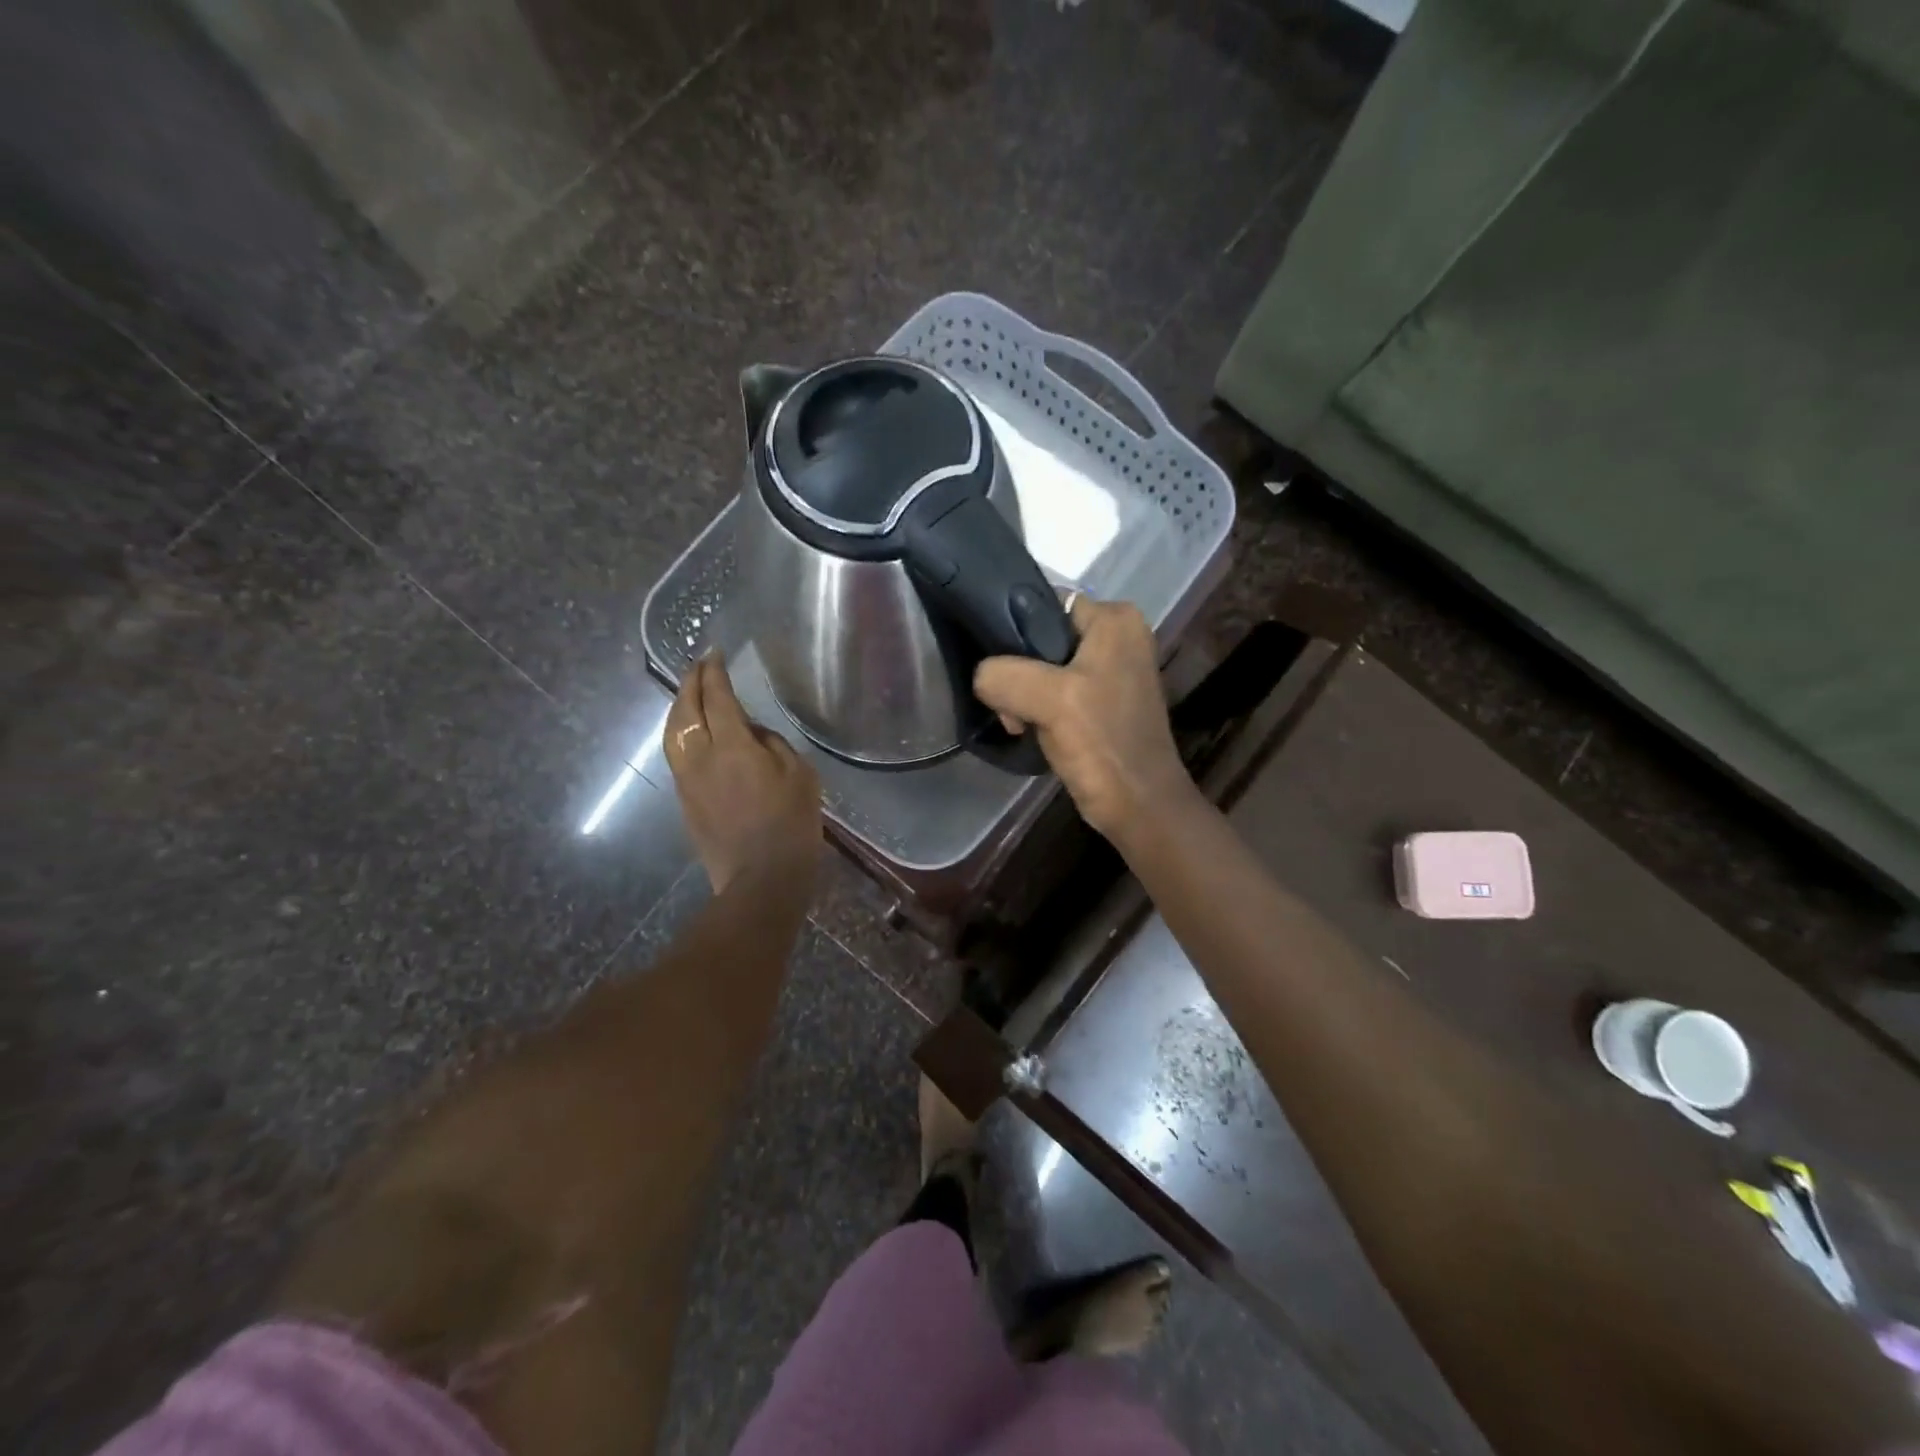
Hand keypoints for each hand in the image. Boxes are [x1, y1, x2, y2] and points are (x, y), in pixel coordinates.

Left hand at [663, 653, 822, 893]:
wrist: (761, 878)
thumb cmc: (791, 825)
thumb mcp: (800, 776)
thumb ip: (774, 744)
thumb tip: (753, 733)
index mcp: (733, 747)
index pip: (717, 698)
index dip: (714, 673)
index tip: (714, 654)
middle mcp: (701, 757)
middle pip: (685, 710)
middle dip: (690, 683)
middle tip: (697, 666)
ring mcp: (687, 780)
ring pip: (672, 732)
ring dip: (678, 707)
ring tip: (688, 695)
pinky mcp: (684, 800)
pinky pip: (676, 754)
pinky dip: (680, 732)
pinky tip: (690, 732)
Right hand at [974, 594, 1193, 843]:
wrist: (1139, 805)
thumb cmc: (1102, 743)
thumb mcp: (1048, 699)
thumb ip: (1003, 675)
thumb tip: (982, 677)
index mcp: (1115, 619)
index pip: (1043, 603)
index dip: (1013, 634)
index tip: (999, 671)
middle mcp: (1119, 634)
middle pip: (1040, 638)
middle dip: (1017, 672)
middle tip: (1010, 708)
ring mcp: (1113, 669)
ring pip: (1044, 668)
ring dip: (1024, 696)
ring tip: (1021, 724)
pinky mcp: (1105, 701)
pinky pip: (1057, 691)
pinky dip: (1040, 709)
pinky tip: (1033, 731)